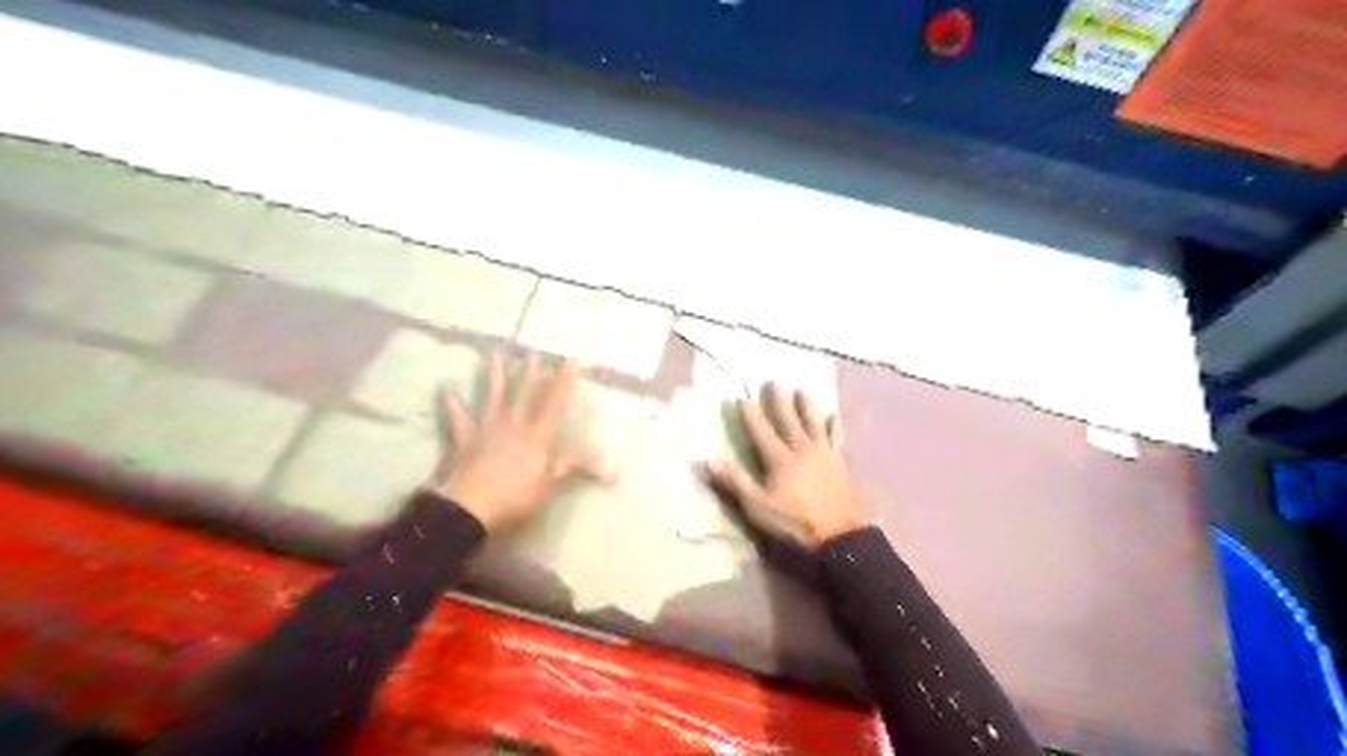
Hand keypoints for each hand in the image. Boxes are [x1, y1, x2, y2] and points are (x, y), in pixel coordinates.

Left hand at [431, 353, 604, 532]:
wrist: (472, 507)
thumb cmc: (516, 498)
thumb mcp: (549, 485)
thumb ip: (570, 467)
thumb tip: (609, 467)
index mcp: (538, 437)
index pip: (555, 404)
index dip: (564, 382)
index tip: (570, 361)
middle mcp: (515, 425)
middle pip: (526, 395)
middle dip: (532, 373)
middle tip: (534, 352)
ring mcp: (488, 429)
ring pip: (494, 397)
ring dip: (496, 375)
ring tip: (496, 353)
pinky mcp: (465, 438)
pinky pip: (459, 417)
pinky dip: (452, 402)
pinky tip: (446, 386)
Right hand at [709, 384, 867, 548]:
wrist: (837, 535)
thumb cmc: (793, 522)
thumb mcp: (757, 506)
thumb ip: (735, 481)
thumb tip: (708, 459)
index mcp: (779, 459)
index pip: (761, 431)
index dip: (751, 415)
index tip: (742, 397)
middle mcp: (801, 450)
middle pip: (788, 420)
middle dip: (778, 401)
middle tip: (772, 382)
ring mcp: (823, 454)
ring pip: (813, 423)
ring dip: (807, 406)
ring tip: (802, 390)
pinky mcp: (838, 463)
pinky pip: (836, 438)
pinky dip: (834, 426)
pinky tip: (834, 416)